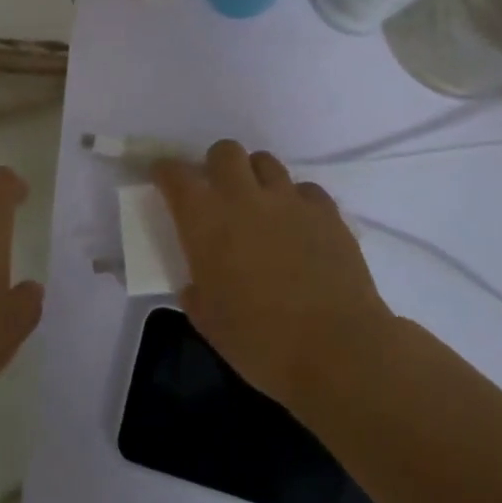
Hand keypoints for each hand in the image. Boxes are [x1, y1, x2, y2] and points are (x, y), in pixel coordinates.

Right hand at [153, 140, 392, 416]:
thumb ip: (196, 291)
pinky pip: (305, 189)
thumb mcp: (209, 321)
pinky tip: (299, 226)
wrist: (337, 351)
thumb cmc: (261, 342)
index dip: (165, 172)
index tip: (163, 179)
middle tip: (218, 194)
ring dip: (255, 177)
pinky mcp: (326, 211)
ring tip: (259, 206)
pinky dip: (296, 200)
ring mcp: (288, 200)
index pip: (175, 174)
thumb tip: (197, 284)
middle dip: (216, 165)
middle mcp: (243, 197)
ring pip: (265, 161)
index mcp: (204, 220)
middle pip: (225, 151)